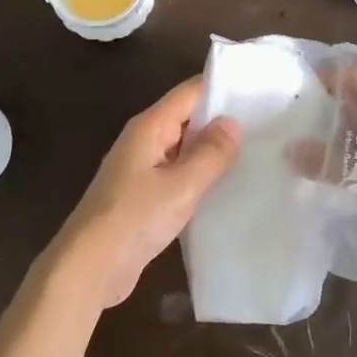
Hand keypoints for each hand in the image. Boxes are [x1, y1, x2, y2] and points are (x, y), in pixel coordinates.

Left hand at [44, 76, 240, 310]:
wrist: (89, 268)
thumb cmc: (133, 219)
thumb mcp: (180, 186)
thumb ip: (210, 154)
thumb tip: (232, 122)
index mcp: (149, 128)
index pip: (190, 92)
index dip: (223, 88)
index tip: (260, 92)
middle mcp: (144, 141)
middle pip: (188, 117)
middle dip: (223, 120)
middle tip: (268, 125)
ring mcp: (142, 169)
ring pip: (185, 148)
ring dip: (213, 151)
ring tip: (258, 153)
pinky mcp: (144, 196)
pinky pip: (179, 175)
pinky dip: (201, 176)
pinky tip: (228, 187)